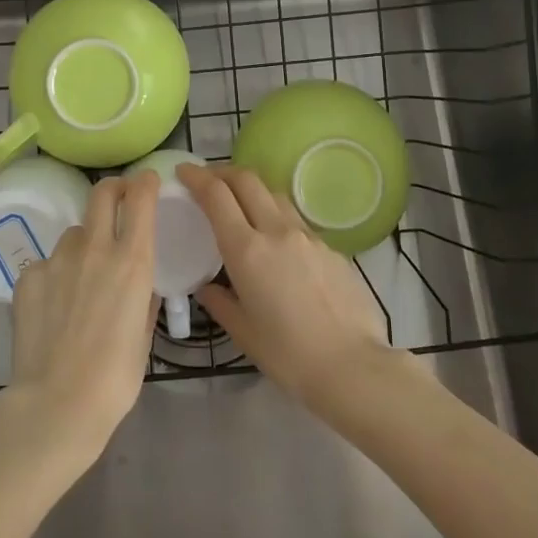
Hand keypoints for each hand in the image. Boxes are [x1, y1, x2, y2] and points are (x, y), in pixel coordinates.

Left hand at [0, 172, 160, 470]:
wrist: (57, 403)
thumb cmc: (115, 378)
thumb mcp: (143, 336)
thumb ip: (143, 300)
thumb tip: (142, 285)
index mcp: (132, 262)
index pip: (140, 199)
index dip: (145, 183)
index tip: (148, 182)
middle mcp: (95, 249)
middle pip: (102, 193)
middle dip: (113, 189)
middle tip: (118, 200)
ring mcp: (57, 260)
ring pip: (75, 232)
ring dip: (84, 242)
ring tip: (82, 276)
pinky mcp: (29, 276)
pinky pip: (47, 263)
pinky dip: (55, 275)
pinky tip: (54, 306)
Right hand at [179, 164, 397, 418]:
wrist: (354, 366)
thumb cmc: (289, 355)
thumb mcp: (243, 332)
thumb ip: (220, 302)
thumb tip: (208, 287)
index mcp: (247, 250)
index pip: (216, 196)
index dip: (197, 177)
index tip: (183, 171)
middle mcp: (277, 231)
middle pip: (247, 180)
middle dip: (223, 172)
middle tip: (208, 180)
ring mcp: (308, 236)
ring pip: (274, 195)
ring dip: (252, 190)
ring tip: (241, 204)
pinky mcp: (330, 247)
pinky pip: (297, 220)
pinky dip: (277, 216)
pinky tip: (277, 242)